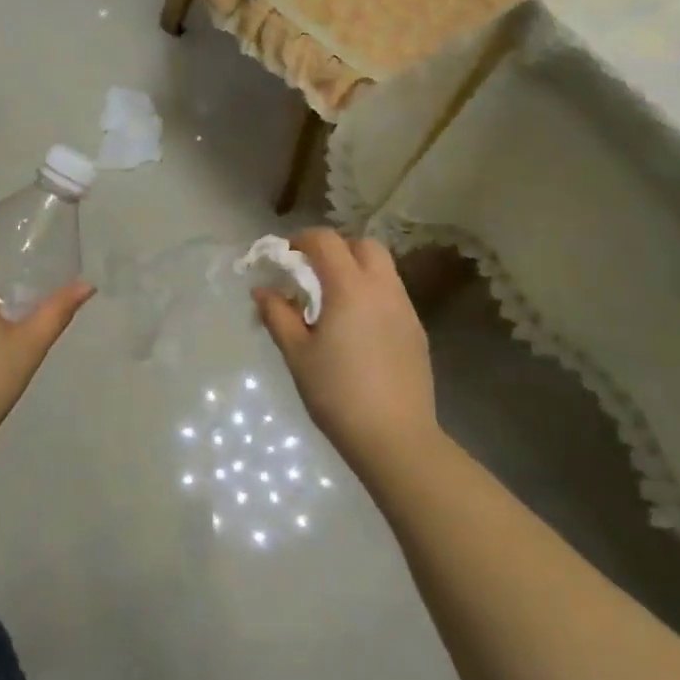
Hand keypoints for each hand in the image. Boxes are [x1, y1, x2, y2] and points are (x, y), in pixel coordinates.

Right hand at [253, 230, 436, 474]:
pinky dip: (372, 293)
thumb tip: (262, 290)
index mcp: (350, 287)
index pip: (326, 241)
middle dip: (336, 249)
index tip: (285, 258)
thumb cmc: (338, 393)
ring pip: (383, 268)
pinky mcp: (417, 331)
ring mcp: (405, 309)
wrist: (396, 438)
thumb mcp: (297, 354)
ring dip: (356, 269)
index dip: (302, 240)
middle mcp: (383, 288)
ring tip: (334, 300)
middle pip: (363, 244)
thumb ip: (278, 315)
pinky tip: (357, 326)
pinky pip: (393, 294)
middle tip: (312, 273)